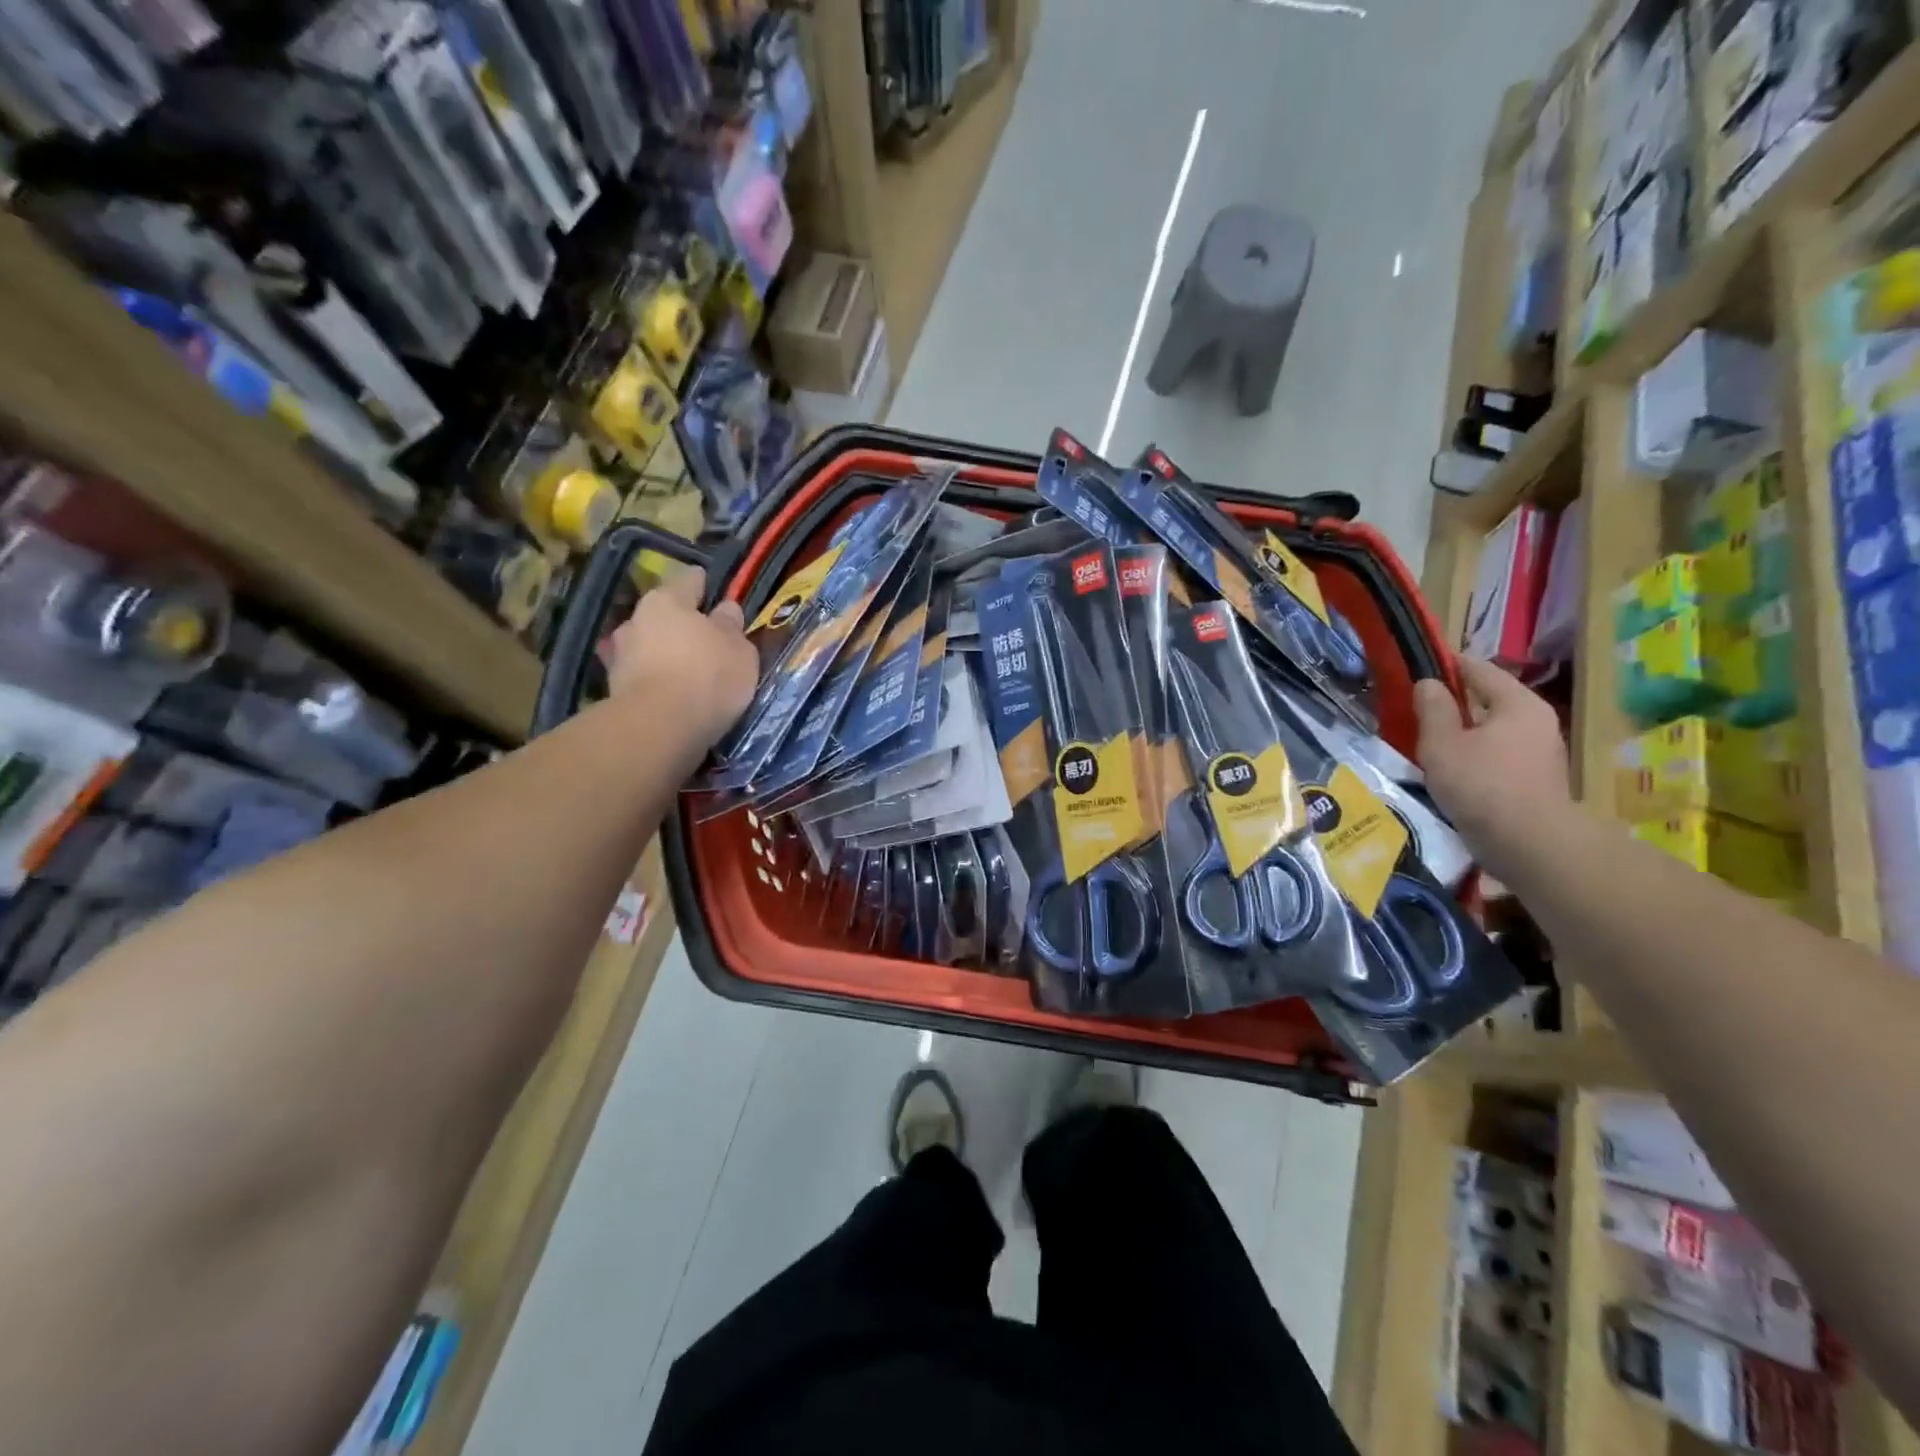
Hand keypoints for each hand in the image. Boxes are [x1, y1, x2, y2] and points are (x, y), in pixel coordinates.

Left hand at [608, 567, 756, 746]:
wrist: (659, 727)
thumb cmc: (707, 676)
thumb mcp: (739, 650)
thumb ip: (732, 627)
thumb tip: (725, 610)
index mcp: (667, 600)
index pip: (689, 580)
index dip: (704, 584)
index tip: (714, 591)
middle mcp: (636, 620)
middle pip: (664, 615)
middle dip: (681, 625)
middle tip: (704, 640)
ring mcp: (619, 656)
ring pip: (649, 646)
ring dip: (664, 654)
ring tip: (687, 672)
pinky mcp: (614, 690)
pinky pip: (643, 677)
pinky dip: (656, 681)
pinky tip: (672, 694)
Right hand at [1413, 657, 1572, 873]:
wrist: (1530, 844)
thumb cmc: (1482, 784)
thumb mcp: (1442, 743)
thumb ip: (1433, 709)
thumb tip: (1428, 683)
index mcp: (1517, 703)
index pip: (1480, 670)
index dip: (1449, 665)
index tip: (1421, 665)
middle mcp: (1537, 721)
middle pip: (1491, 700)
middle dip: (1457, 701)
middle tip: (1419, 707)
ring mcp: (1541, 752)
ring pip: (1495, 730)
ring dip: (1466, 732)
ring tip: (1431, 741)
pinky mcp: (1537, 780)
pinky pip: (1500, 754)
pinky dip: (1477, 755)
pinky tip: (1454, 769)